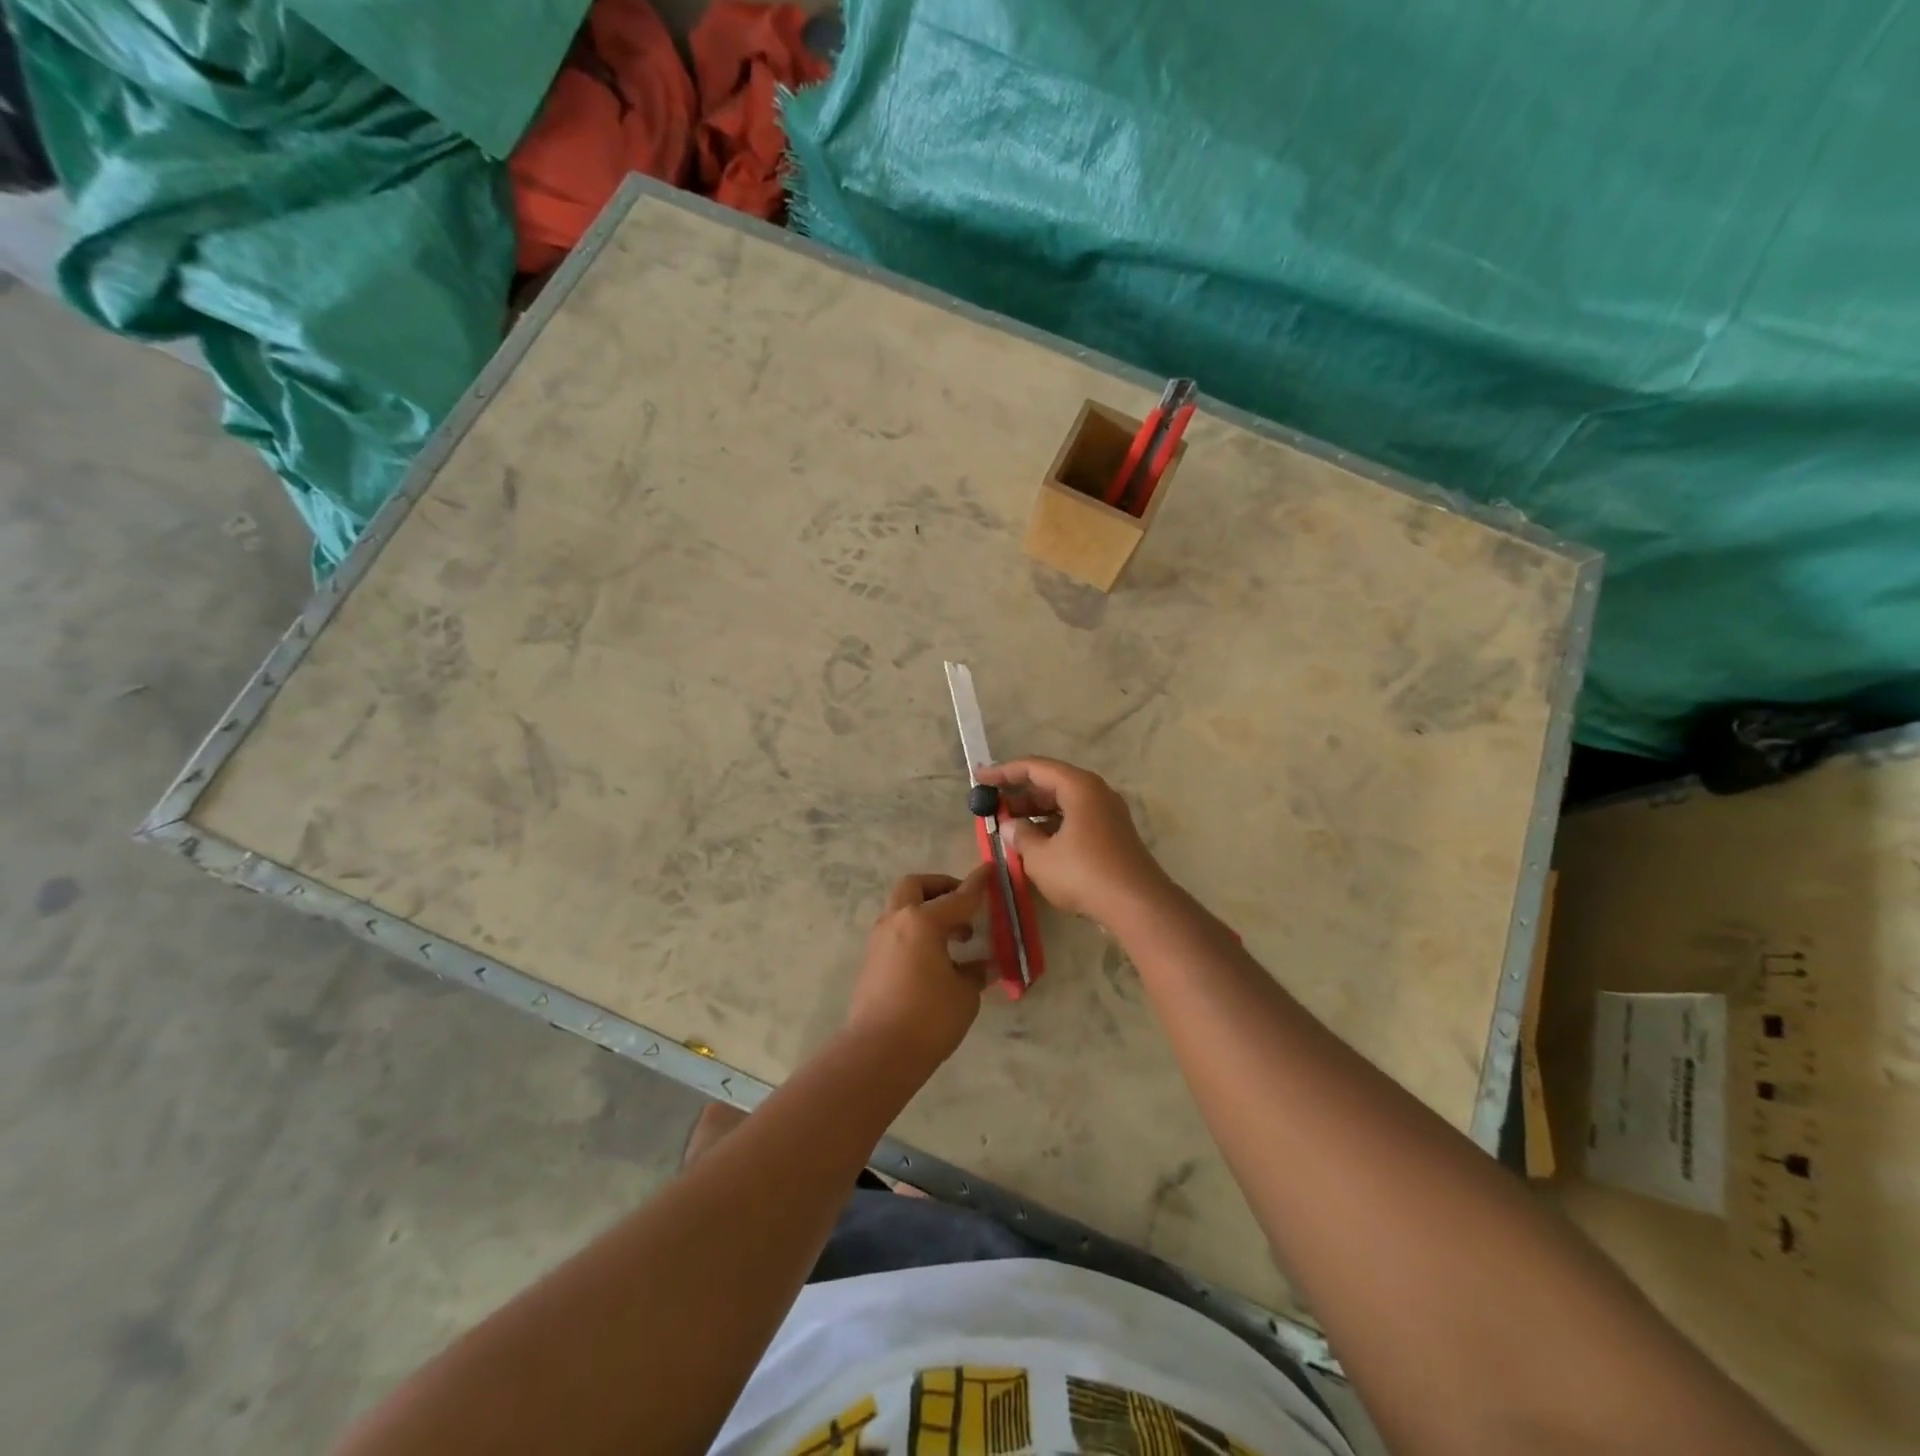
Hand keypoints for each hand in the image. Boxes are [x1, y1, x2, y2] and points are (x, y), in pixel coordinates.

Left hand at [845, 868, 993, 1069]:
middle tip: (963, 903)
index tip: (990, 870)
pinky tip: (935, 958)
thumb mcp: (964, 994)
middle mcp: (897, 922)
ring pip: (902, 908)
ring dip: (927, 912)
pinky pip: (897, 932)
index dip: (977, 885)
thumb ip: (974, 973)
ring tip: (956, 937)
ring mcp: (879, 940)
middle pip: (916, 887)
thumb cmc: (929, 1018)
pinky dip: (916, 933)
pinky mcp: (871, 961)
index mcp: (922, 921)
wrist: (877, 1053)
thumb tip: (982, 966)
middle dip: (941, 887)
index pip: (958, 897)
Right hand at [976, 758, 1171, 926]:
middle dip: (1019, 794)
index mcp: (1078, 786)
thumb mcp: (1041, 857)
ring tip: (1009, 828)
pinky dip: (1052, 825)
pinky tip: (1036, 844)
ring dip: (1035, 812)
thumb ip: (1021, 836)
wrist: (1138, 905)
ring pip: (1063, 803)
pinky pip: (1075, 819)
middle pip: (1051, 782)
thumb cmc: (1084, 873)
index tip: (979, 779)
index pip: (1034, 767)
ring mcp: (1107, 813)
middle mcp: (1095, 792)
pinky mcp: (1112, 835)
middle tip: (992, 807)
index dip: (1003, 772)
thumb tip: (1011, 826)